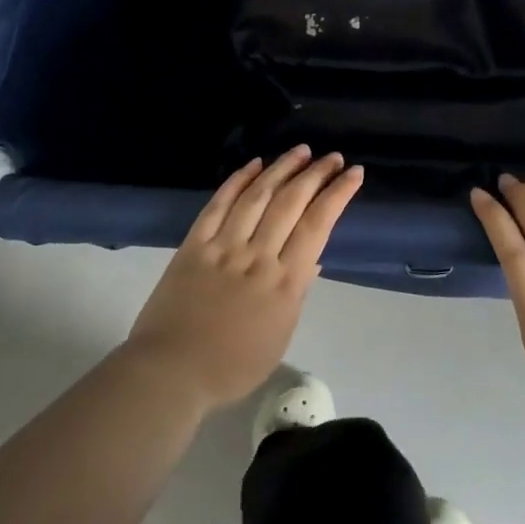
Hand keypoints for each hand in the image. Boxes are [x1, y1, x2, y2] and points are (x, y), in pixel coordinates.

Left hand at [126, 147, 362, 412]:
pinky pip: (219, 204)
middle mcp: (258, 256)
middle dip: (315, 174)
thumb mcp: (279, 336)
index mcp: (285, 282)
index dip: (337, 194)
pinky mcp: (195, 244)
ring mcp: (224, 246)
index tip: (353, 173)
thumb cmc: (232, 366)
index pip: (318, 225)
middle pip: (291, 203)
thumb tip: (312, 258)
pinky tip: (254, 164)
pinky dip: (238, 181)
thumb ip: (296, 293)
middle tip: (332, 156)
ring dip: (282, 168)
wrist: (171, 372)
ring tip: (301, 151)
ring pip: (258, 196)